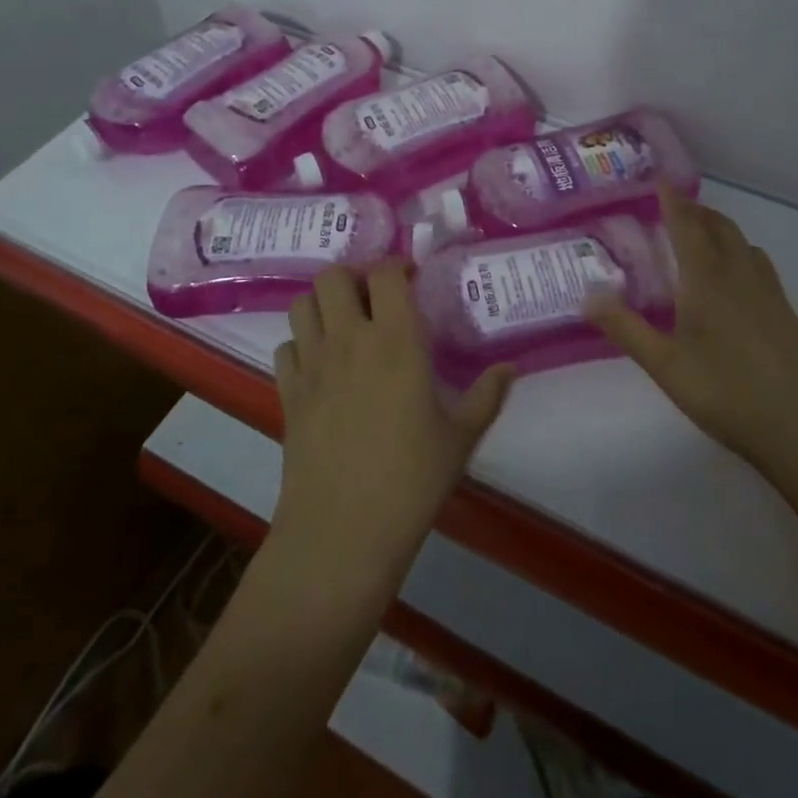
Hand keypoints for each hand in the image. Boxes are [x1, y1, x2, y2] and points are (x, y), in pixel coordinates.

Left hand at [271, 260, 514, 583]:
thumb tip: (511, 368)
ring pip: (302, 303)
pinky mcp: (287, 392)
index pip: (386, 273)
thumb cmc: (411, 480)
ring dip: (323, 303)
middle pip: (333, 275)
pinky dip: (300, 344)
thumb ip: (487, 395)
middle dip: (354, 276)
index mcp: (396, 340)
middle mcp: (349, 339)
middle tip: (374, 298)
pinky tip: (320, 364)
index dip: (397, 265)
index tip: (412, 279)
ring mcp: (312, 364)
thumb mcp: (460, 437)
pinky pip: (285, 346)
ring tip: (345, 323)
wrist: (342, 531)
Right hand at [588, 187, 797, 474]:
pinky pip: (759, 264)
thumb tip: (587, 295)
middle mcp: (740, 275)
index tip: (659, 176)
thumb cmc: (728, 393)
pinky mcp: (786, 312)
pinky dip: (739, 252)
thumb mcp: (666, 366)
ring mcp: (768, 292)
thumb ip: (626, 329)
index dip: (672, 200)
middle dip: (696, 211)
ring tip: (701, 236)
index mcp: (707, 279)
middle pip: (719, 227)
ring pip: (743, 243)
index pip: (686, 226)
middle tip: (673, 207)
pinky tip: (734, 280)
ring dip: (720, 229)